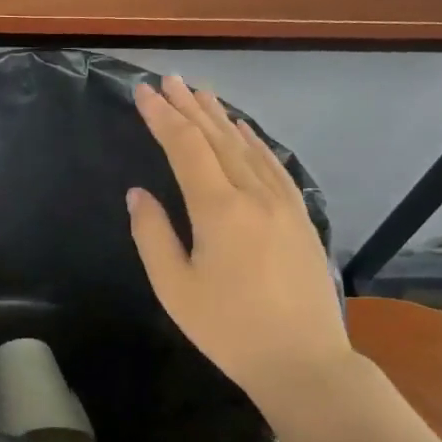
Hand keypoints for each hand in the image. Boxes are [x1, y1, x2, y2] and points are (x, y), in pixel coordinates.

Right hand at [128, 75, 348, 407]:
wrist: (303, 361)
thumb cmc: (228, 329)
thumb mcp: (175, 288)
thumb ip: (152, 235)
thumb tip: (138, 193)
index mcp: (218, 209)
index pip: (185, 147)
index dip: (162, 117)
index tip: (143, 92)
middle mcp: (253, 194)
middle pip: (217, 138)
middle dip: (189, 107)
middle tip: (169, 80)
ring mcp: (283, 203)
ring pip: (247, 147)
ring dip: (221, 118)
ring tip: (202, 94)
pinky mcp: (300, 217)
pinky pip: (274, 165)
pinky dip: (255, 142)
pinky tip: (245, 132)